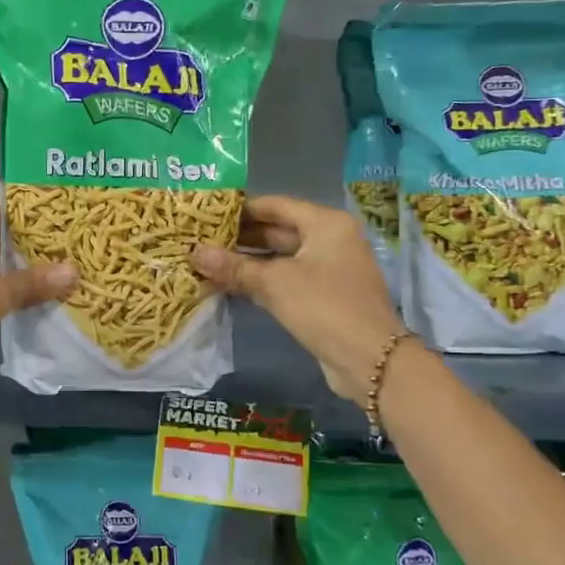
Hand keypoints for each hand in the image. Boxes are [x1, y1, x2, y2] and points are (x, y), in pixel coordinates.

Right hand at [191, 195, 405, 398]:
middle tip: (200, 238)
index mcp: (325, 223)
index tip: (206, 212)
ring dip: (245, 261)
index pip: (275, 205)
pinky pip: (285, 279)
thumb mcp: (274, 282)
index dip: (240, 208)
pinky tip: (227, 285)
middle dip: (238, 237)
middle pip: (277, 230)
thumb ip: (233, 266)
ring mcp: (327, 269)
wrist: (370, 359)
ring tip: (206, 261)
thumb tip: (194, 252)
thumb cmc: (323, 306)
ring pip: (278, 258)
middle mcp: (329, 240)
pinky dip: (259, 281)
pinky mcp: (322, 296)